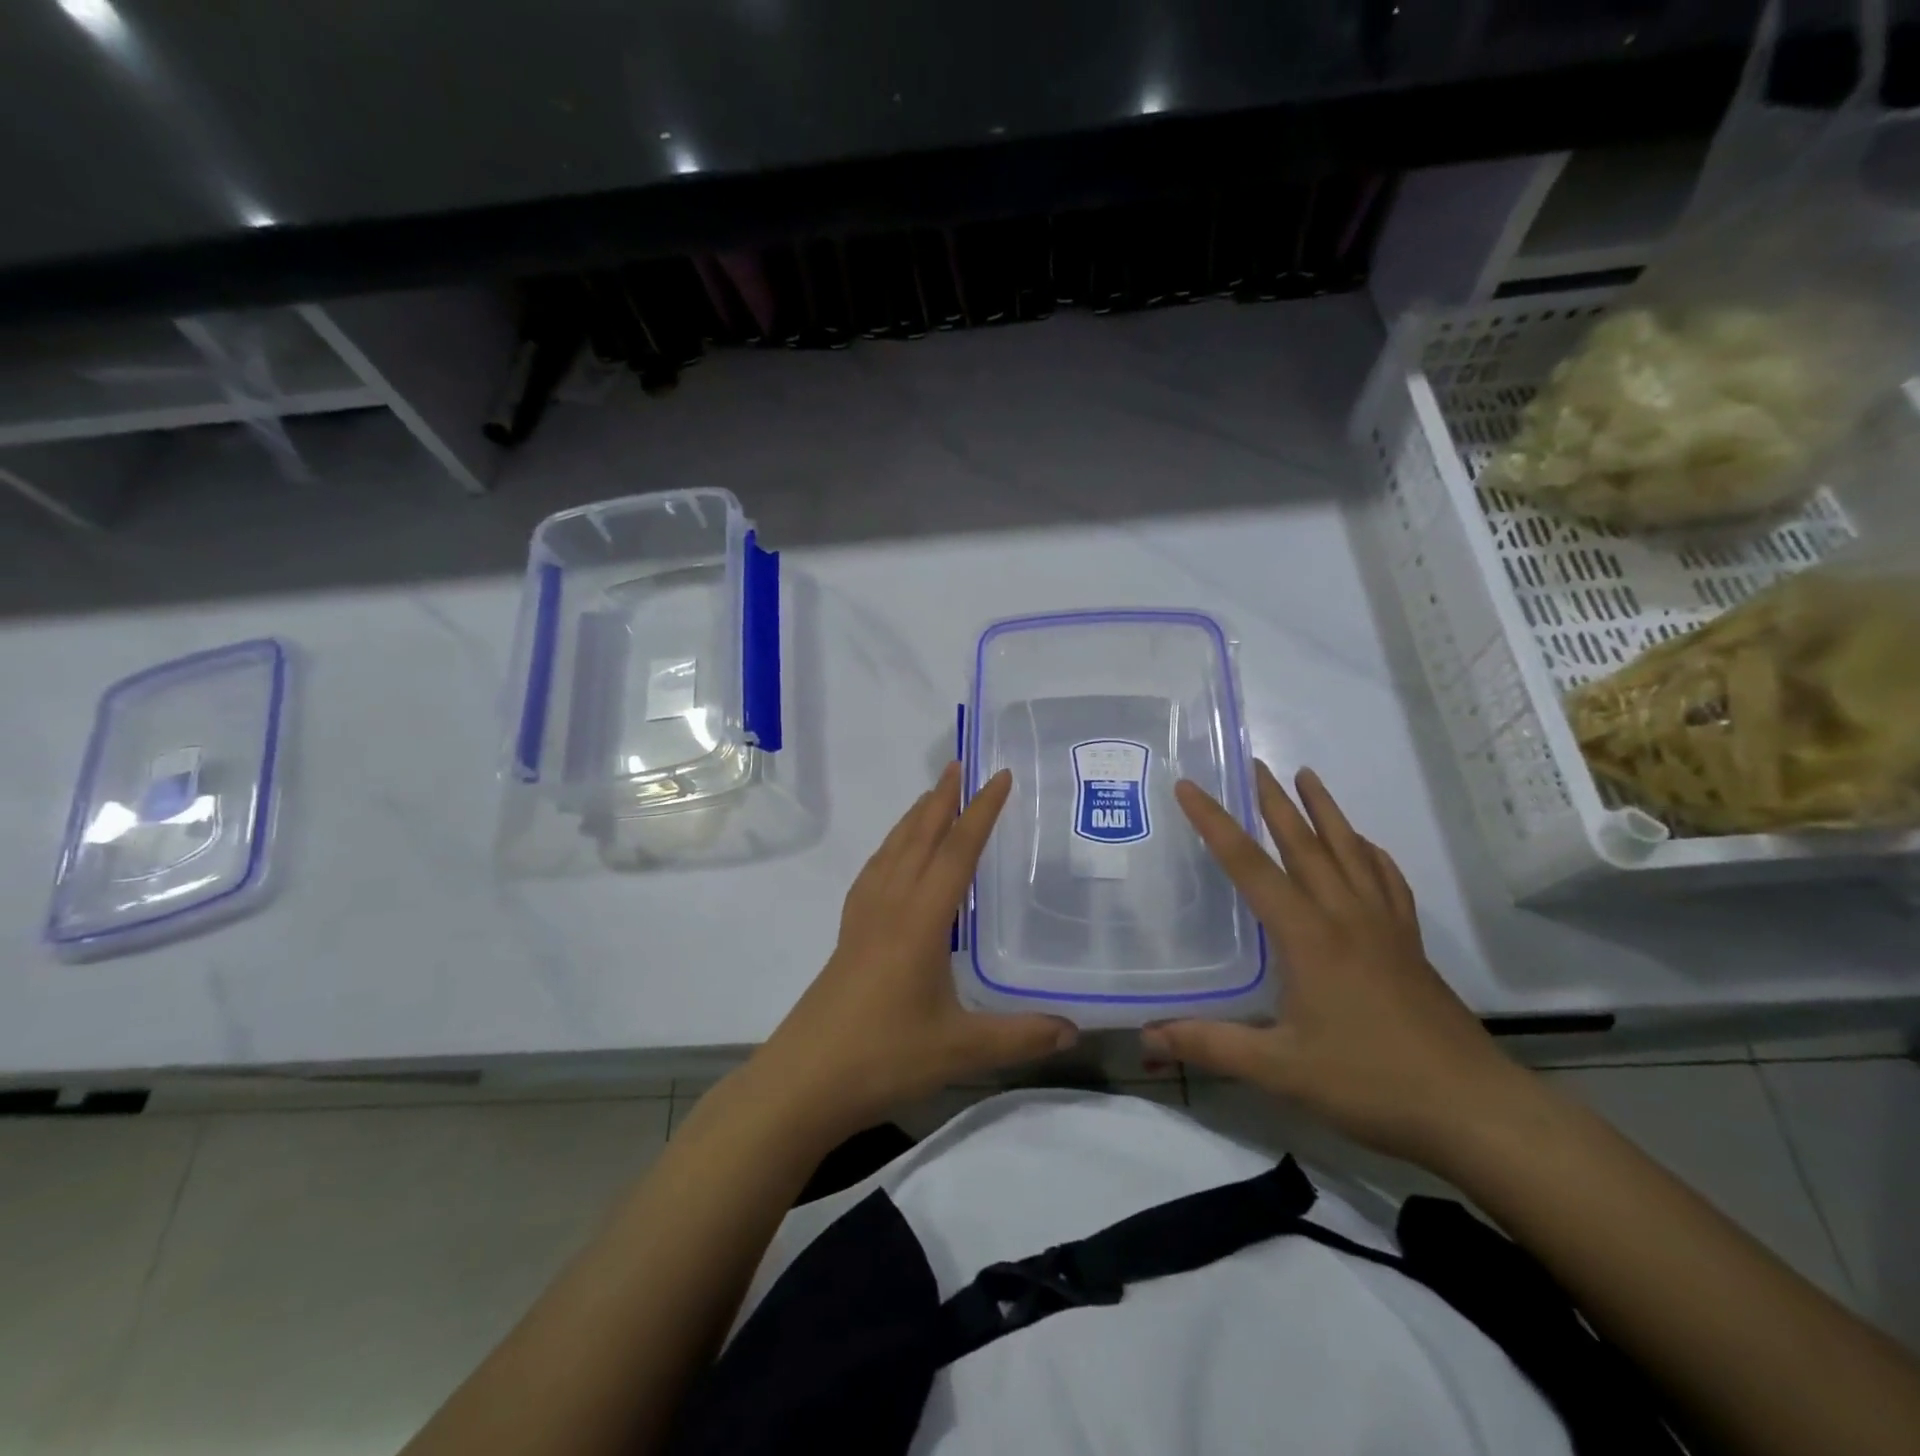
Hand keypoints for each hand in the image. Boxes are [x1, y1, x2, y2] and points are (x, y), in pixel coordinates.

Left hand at [753, 763, 1075, 1140]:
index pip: (956, 852)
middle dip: (942, 799)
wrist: (804, 1080)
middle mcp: (890, 906)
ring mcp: (863, 918)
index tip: (998, 776)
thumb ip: (1020, 1036)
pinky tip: (893, 858)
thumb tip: (1075, 1030)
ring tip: (930, 796)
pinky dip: (890, 849)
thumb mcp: (961, 1050)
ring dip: (913, 818)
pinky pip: (873, 873)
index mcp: (920, 920)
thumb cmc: (883, 1057)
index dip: (980, 812)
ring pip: (891, 851)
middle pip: (918, 838)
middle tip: (960, 765)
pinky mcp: (848, 935)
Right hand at [1140, 762, 1527, 1168]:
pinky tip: (1367, 848)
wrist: (1475, 1109)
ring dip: (1326, 812)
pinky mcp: (1410, 946)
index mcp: (1308, 935)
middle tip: (1255, 764)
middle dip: (1275, 801)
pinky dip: (1372, 854)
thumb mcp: (1280, 1069)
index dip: (1214, 823)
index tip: (1189, 787)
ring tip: (1309, 778)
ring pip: (1351, 852)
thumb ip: (1211, 1046)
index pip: (1249, 866)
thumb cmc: (1371, 1082)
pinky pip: (1388, 882)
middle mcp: (1345, 916)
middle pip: (1305, 844)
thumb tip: (1148, 1035)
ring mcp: (1384, 928)